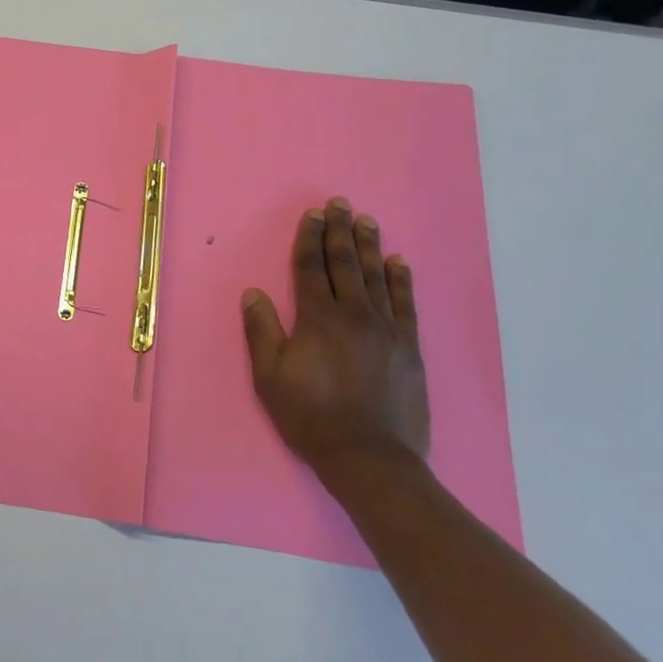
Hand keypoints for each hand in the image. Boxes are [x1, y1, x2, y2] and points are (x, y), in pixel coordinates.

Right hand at [240, 197, 429, 475]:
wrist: (370, 457)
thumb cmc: (310, 416)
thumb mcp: (270, 378)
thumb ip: (262, 331)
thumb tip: (253, 293)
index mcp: (318, 319)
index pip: (311, 268)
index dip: (309, 239)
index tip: (313, 215)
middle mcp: (354, 314)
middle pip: (345, 264)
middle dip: (340, 231)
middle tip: (340, 204)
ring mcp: (387, 329)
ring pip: (376, 276)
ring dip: (370, 246)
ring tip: (367, 220)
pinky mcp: (409, 347)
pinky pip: (406, 303)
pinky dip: (401, 279)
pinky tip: (399, 262)